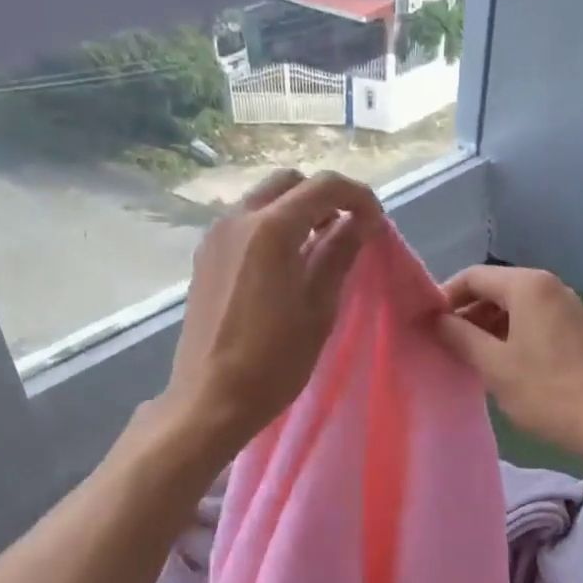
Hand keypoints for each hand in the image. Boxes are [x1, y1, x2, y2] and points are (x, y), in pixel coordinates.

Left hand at [162, 170, 384, 460]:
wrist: (211, 398)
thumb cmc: (274, 361)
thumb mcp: (319, 309)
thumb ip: (339, 255)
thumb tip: (360, 222)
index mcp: (271, 229)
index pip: (323, 187)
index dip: (358, 198)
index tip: (377, 224)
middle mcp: (238, 220)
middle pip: (289, 184)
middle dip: (324, 199)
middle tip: (348, 233)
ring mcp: (216, 238)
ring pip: (263, 202)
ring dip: (296, 213)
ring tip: (319, 252)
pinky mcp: (205, 259)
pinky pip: (244, 226)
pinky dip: (272, 230)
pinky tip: (285, 268)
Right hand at [433, 264, 582, 459]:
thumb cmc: (545, 391)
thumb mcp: (494, 365)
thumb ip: (459, 337)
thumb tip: (435, 320)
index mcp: (528, 285)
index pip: (474, 277)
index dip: (445, 297)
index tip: (426, 324)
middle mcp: (550, 286)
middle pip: (496, 288)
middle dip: (467, 313)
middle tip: (444, 343)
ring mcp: (567, 307)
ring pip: (515, 306)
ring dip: (487, 326)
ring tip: (468, 356)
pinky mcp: (576, 329)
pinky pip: (533, 320)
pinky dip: (511, 333)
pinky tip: (500, 362)